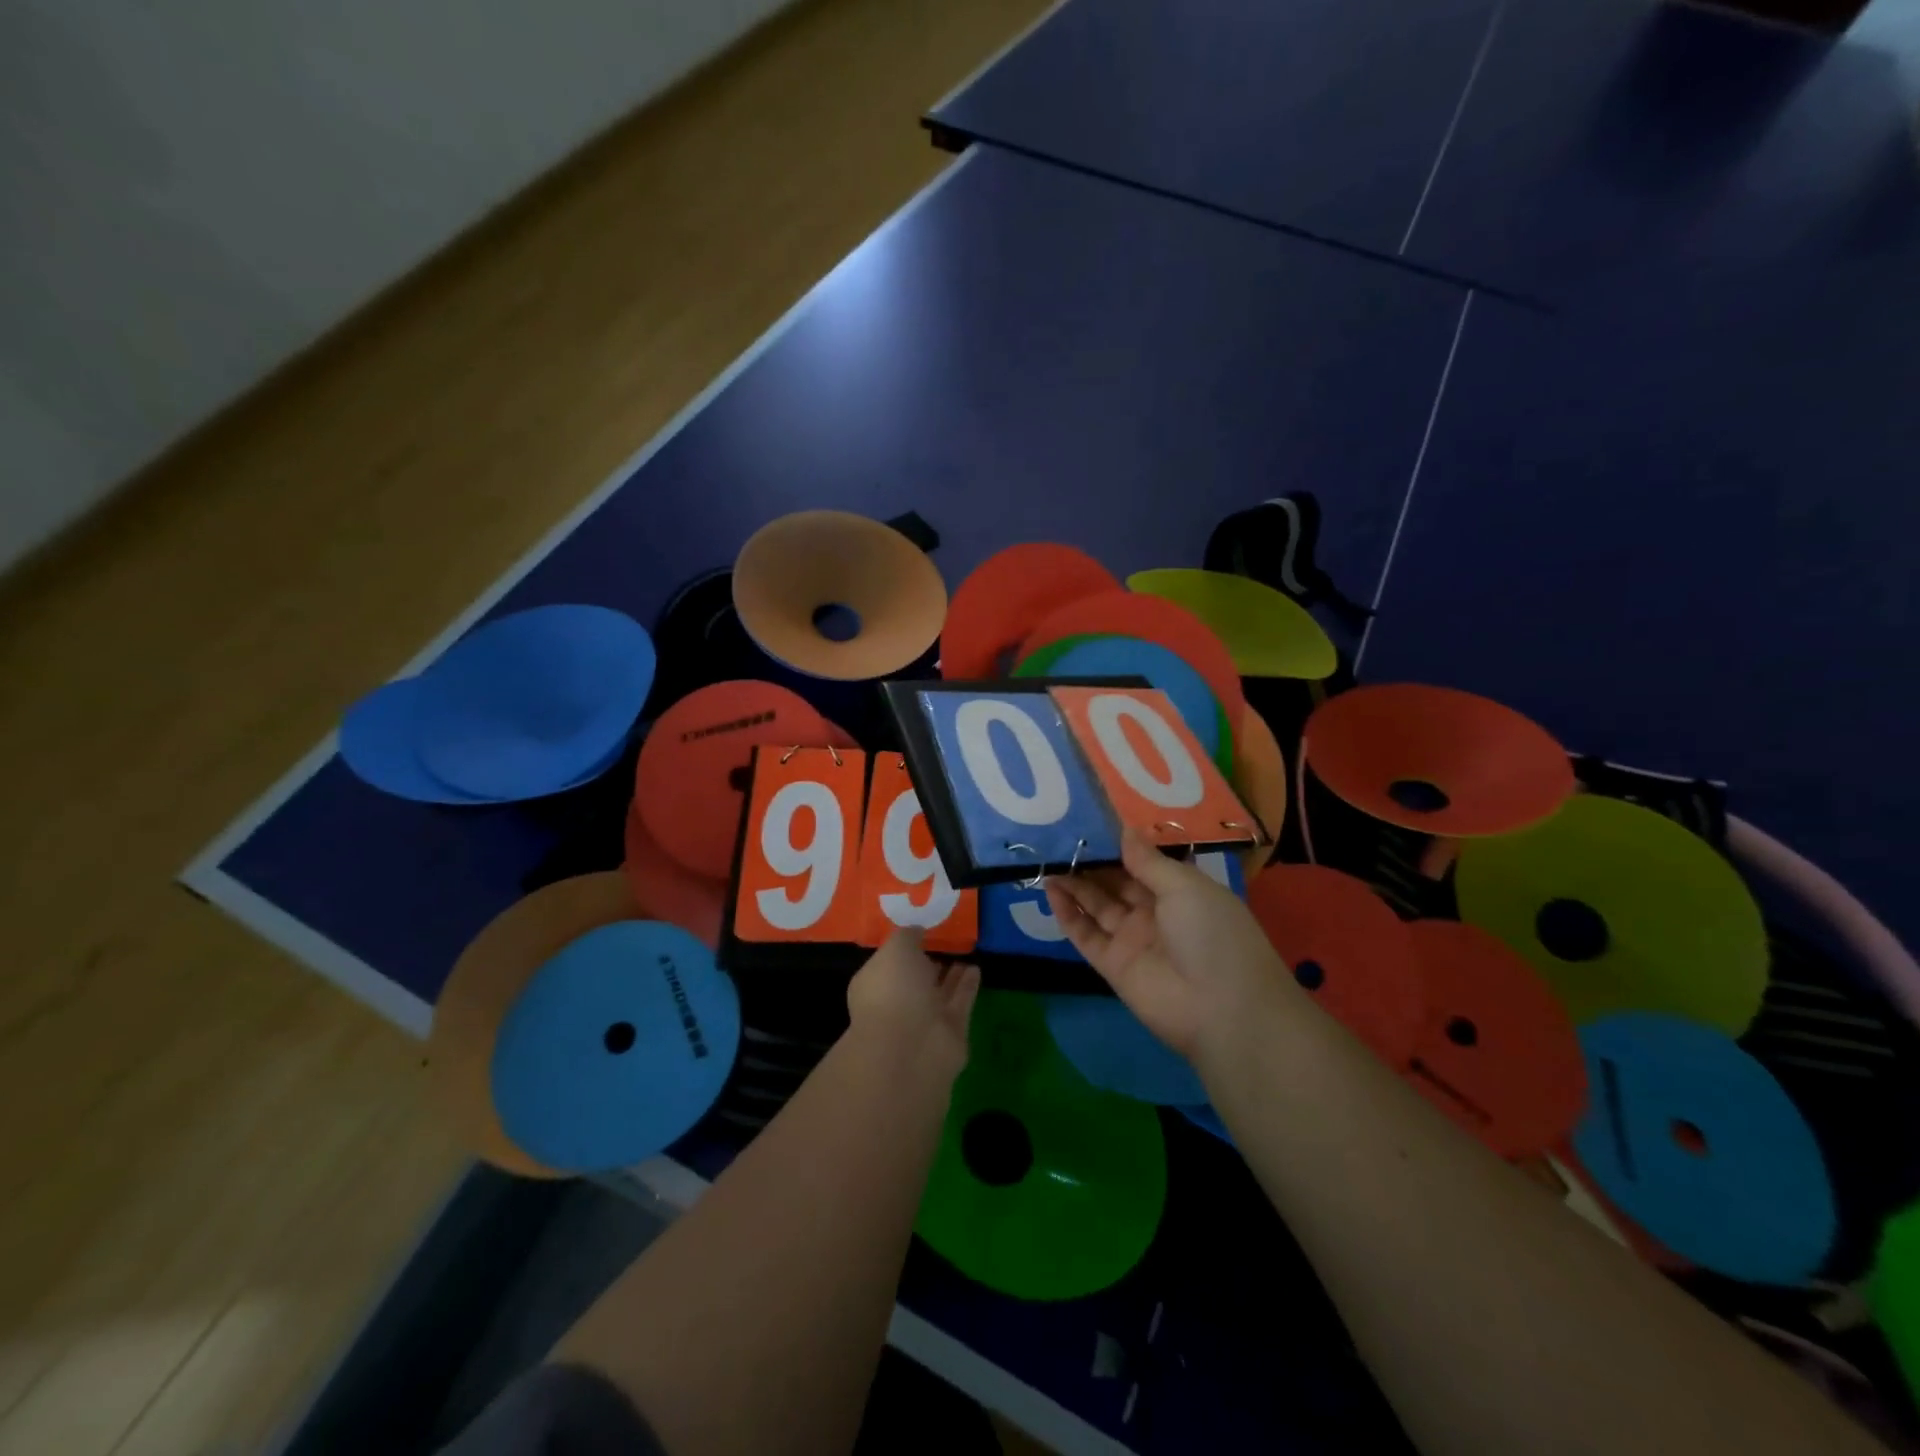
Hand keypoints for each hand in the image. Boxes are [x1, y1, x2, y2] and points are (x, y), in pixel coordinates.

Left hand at [845, 928, 980, 1079]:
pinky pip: (960, 1001)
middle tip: (945, 941)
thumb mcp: (896, 949)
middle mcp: (897, 1003)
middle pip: (915, 980)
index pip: (888, 963)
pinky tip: (976, 967)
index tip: (920, 931)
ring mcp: (924, 1020)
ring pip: (939, 991)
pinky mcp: (951, 1031)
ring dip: (951, 975)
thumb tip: (916, 931)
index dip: (903, 948)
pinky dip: (967, 986)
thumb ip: (907, 937)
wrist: (912, 1046)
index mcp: (874, 984)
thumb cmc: (894, 990)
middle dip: (927, 964)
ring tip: (964, 951)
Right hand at [1045, 829, 1288, 1058]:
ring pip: (1097, 905)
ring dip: (1074, 883)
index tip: (1088, 821)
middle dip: (1091, 860)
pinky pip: (1085, 934)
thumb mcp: (1185, 887)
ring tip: (1047, 858)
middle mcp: (1156, 913)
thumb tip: (1123, 830)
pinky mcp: (1112, 965)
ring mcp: (1132, 939)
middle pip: (1116, 881)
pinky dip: (1067, 913)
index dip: (1117, 844)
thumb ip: (1147, 860)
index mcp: (1181, 891)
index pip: (1143, 862)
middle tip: (1059, 836)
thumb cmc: (1212, 935)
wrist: (1222, 1011)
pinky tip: (1050, 889)